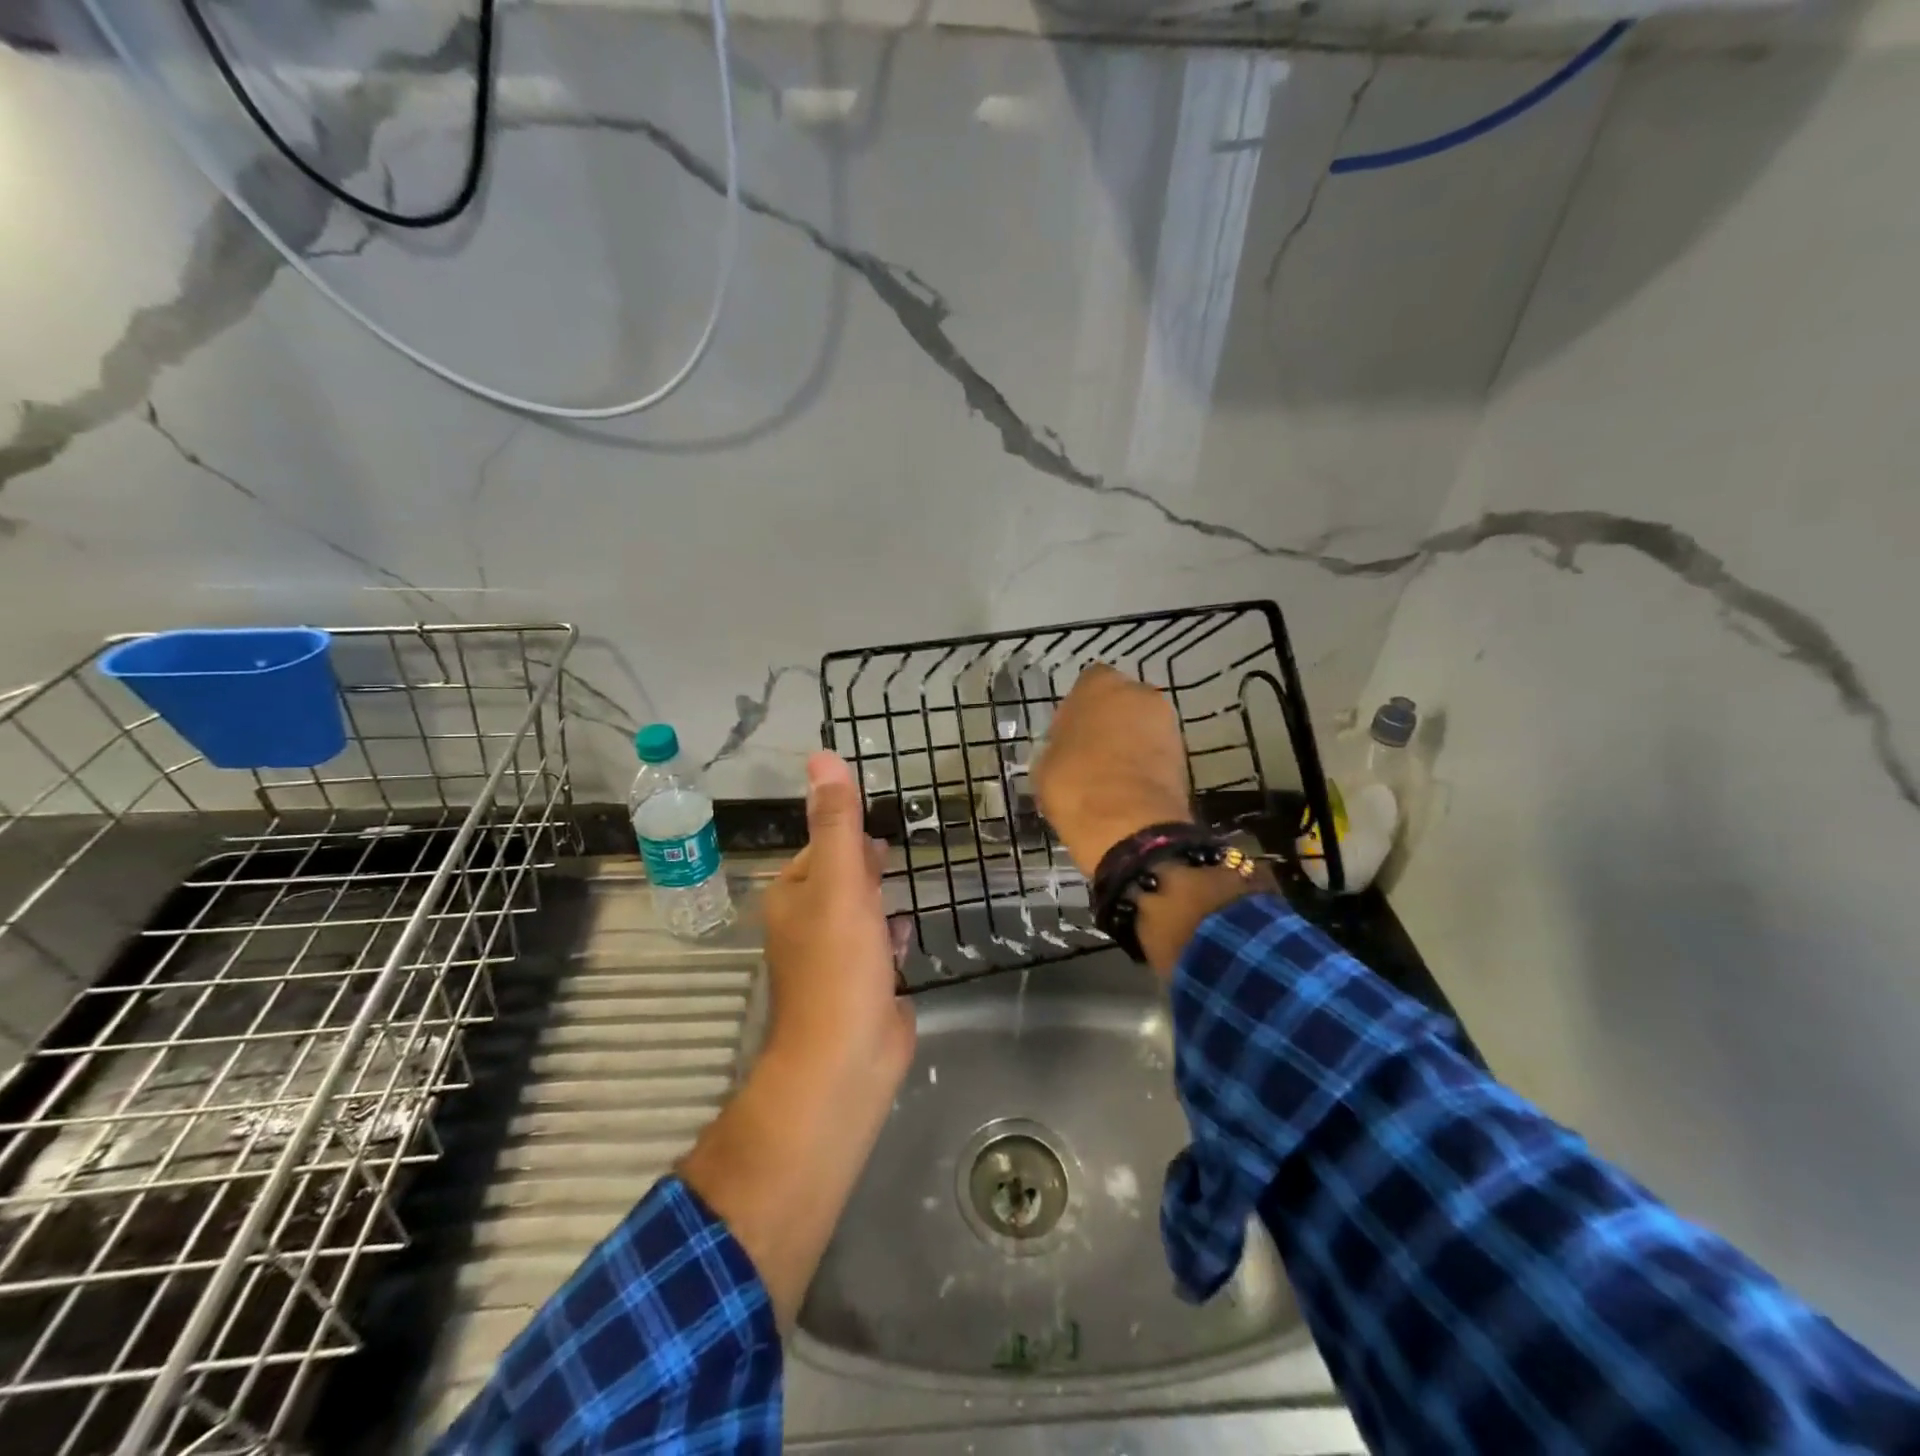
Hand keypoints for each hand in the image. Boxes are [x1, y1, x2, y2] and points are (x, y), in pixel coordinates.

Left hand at [762, 752, 914, 1086]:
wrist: (846, 1062)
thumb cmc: (838, 966)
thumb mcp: (838, 883)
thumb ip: (836, 822)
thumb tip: (820, 756)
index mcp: (793, 896)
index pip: (821, 846)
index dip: (847, 830)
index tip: (876, 813)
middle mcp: (807, 923)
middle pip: (839, 878)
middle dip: (864, 861)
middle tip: (898, 842)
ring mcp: (835, 958)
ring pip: (859, 912)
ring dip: (879, 894)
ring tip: (906, 875)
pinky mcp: (862, 985)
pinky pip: (877, 946)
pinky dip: (890, 931)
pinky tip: (909, 925)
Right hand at [1033, 664, 1192, 875]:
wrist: (1129, 824)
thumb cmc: (1075, 783)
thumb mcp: (1045, 764)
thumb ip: (1059, 744)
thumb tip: (1066, 748)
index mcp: (1100, 685)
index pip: (1088, 683)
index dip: (1077, 708)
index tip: (1067, 733)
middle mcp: (1140, 693)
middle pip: (1121, 701)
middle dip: (1108, 721)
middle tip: (1090, 752)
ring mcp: (1167, 723)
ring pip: (1142, 726)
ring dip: (1129, 742)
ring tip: (1109, 774)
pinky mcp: (1184, 755)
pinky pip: (1156, 752)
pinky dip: (1145, 764)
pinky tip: (1128, 787)